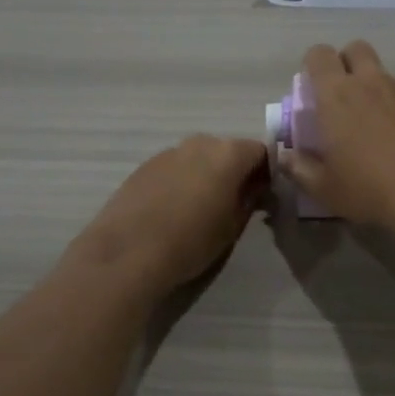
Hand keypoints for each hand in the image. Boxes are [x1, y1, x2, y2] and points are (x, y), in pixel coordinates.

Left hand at [74, 135, 270, 290]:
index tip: (264, 194)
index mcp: (228, 154)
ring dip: (206, 174)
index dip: (266, 171)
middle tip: (235, 200)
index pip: (260, 151)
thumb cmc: (191, 241)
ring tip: (201, 206)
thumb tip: (255, 189)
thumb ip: (248, 200)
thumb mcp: (232, 226)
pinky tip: (173, 208)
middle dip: (235, 170)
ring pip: (198, 157)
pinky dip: (181, 180)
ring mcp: (168, 152)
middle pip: (228, 150)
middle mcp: (199, 143)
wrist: (128, 252)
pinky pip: (174, 167)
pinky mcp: (144, 166)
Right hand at [281, 42, 394, 242]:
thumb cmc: (372, 189)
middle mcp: (370, 81)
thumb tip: (285, 157)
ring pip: (388, 72)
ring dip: (382, 87)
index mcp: (336, 96)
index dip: (314, 65)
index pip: (319, 55)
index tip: (315, 88)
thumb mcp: (326, 189)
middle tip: (348, 96)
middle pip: (356, 49)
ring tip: (386, 122)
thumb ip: (300, 170)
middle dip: (349, 63)